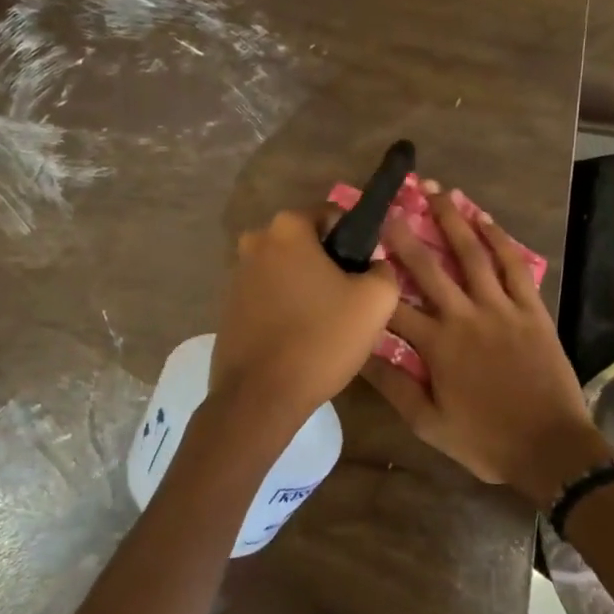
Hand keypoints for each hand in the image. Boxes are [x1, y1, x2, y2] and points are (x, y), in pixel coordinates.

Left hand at [207, 204, 400, 449]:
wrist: (260, 396)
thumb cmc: (321, 338)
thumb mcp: (376, 301)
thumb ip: (385, 270)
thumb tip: (375, 265)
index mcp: (287, 227)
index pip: (334, 217)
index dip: (356, 244)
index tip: (365, 277)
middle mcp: (256, 240)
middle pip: (308, 245)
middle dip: (329, 267)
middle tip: (350, 304)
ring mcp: (237, 274)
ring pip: (288, 271)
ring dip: (307, 288)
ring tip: (326, 326)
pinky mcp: (229, 306)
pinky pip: (269, 296)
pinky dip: (286, 308)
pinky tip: (300, 338)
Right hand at [360, 187, 596, 502]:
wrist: (550, 448)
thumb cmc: (485, 439)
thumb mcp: (428, 423)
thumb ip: (393, 386)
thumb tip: (358, 353)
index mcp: (436, 345)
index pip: (392, 305)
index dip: (373, 277)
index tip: (357, 252)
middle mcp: (464, 316)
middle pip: (428, 266)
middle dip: (405, 232)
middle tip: (389, 202)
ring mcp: (500, 308)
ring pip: (471, 254)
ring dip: (453, 220)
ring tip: (436, 190)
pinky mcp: (531, 309)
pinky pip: (513, 266)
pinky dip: (499, 239)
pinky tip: (484, 218)